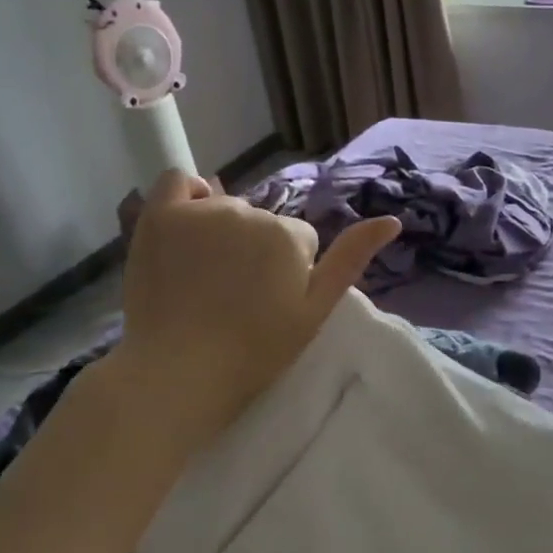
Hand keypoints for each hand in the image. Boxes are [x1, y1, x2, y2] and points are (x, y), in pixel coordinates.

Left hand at [105, 170, 400, 446]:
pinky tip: (187, 223)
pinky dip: (188, 195)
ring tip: (203, 276)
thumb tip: (392, 220)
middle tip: (234, 294)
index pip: (298, 239)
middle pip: (262, 221)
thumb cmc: (254, 352)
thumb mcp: (314, 312)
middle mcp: (249, 212)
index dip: (288, 271)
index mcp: (289, 236)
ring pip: (225, 207)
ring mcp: (202, 211)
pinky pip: (178, 180)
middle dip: (255, 249)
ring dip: (222, 231)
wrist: (179, 372)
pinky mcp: (160, 216)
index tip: (268, 303)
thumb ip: (350, 260)